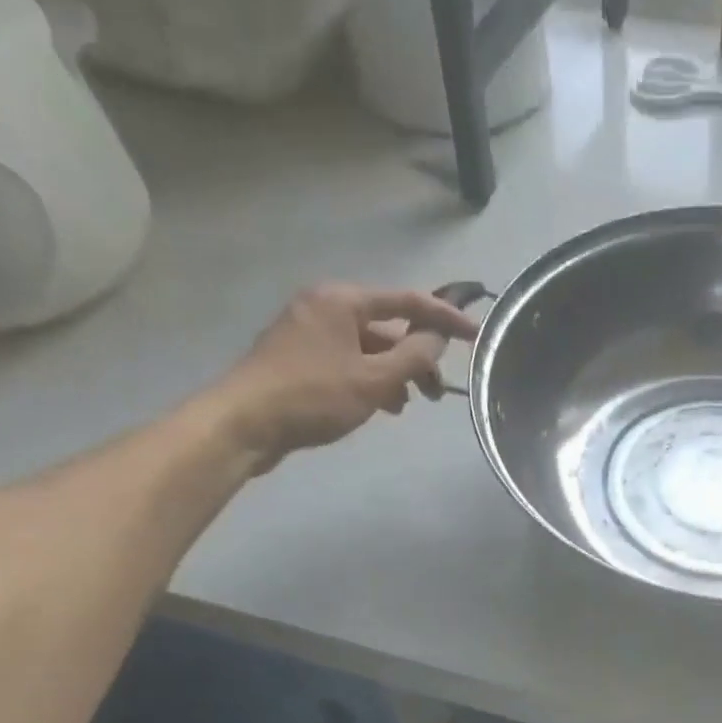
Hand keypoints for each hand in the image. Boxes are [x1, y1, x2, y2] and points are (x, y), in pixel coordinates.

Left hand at [205, 283, 478, 467]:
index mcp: (342, 300)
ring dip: (394, 374)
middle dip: (416, 358)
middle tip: (436, 392)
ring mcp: (309, 332)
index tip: (475, 335)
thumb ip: (413, 357)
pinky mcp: (300, 359)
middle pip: (387, 327)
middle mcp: (325, 307)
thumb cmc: (313, 396)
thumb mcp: (373, 379)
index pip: (407, 301)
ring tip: (406, 405)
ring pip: (368, 349)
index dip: (445, 318)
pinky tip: (380, 406)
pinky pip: (349, 362)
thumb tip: (438, 338)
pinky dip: (370, 380)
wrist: (246, 423)